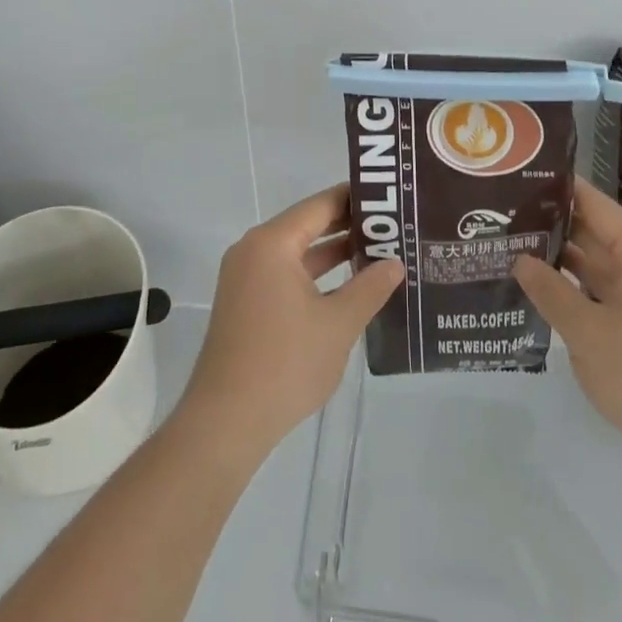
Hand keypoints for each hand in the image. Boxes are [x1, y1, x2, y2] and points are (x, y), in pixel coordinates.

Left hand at [179, 185, 403, 459]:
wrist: (226, 423)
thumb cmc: (285, 364)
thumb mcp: (338, 323)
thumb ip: (370, 287)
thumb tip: (395, 263)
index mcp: (272, 243)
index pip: (321, 205)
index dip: (356, 199)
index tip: (390, 197)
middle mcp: (254, 250)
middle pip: (309, 225)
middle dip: (350, 226)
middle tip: (394, 225)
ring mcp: (247, 278)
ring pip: (298, 252)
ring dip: (334, 253)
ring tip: (381, 252)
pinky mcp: (247, 303)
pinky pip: (287, 274)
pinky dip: (316, 276)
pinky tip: (350, 287)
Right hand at [513, 181, 621, 461]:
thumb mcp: (586, 333)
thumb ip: (551, 292)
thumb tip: (522, 260)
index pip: (597, 206)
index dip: (563, 191)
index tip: (528, 178)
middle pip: (599, 235)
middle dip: (558, 227)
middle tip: (512, 217)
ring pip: (603, 268)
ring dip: (568, 262)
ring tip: (522, 250)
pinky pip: (612, 294)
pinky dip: (583, 290)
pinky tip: (551, 293)